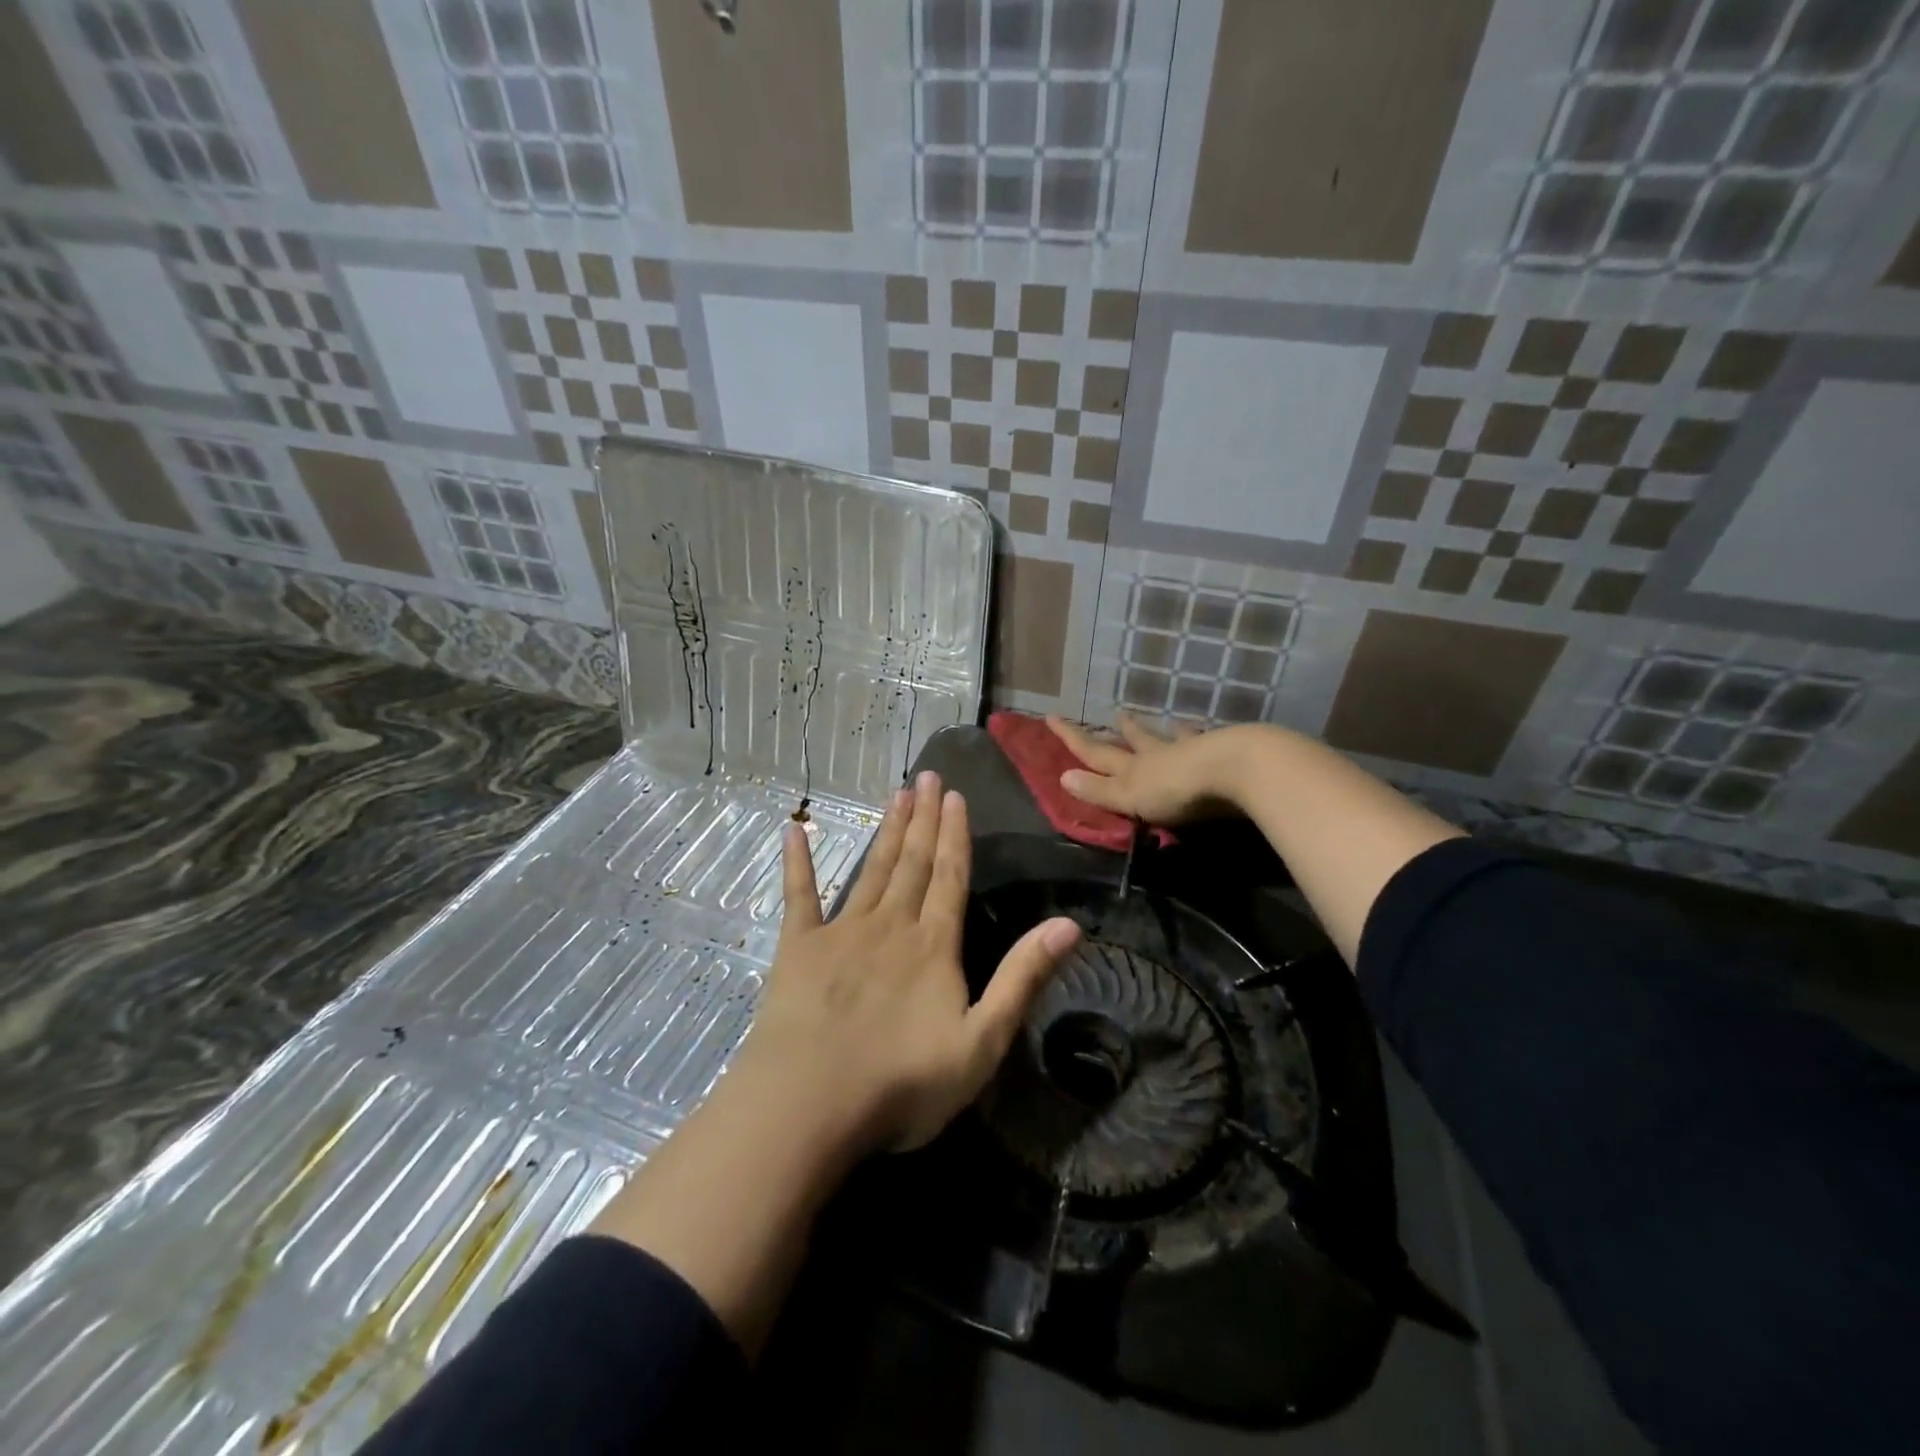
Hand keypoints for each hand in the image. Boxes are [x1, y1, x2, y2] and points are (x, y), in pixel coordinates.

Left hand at [737, 769, 1081, 1154]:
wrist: (811, 1105)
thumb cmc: (903, 1082)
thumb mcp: (982, 1041)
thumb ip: (1023, 978)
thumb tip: (1070, 924)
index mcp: (934, 945)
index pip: (950, 877)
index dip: (955, 836)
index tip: (956, 796)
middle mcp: (891, 925)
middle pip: (913, 862)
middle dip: (923, 818)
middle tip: (928, 776)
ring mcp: (842, 932)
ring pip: (872, 870)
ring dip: (886, 831)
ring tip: (897, 793)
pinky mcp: (798, 948)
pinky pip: (799, 896)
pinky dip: (798, 862)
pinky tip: (794, 830)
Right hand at [1045, 712, 1248, 824]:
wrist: (1235, 769)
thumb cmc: (1177, 789)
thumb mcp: (1131, 796)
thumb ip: (1100, 790)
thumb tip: (1062, 776)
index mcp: (1133, 768)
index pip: (1095, 752)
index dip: (1072, 737)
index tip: (1051, 717)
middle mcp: (1158, 754)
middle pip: (1136, 741)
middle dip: (1124, 731)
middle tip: (1118, 715)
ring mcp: (1191, 751)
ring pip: (1172, 738)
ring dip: (1164, 731)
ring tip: (1166, 721)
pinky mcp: (1222, 754)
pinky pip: (1206, 741)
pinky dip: (1201, 736)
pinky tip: (1207, 732)